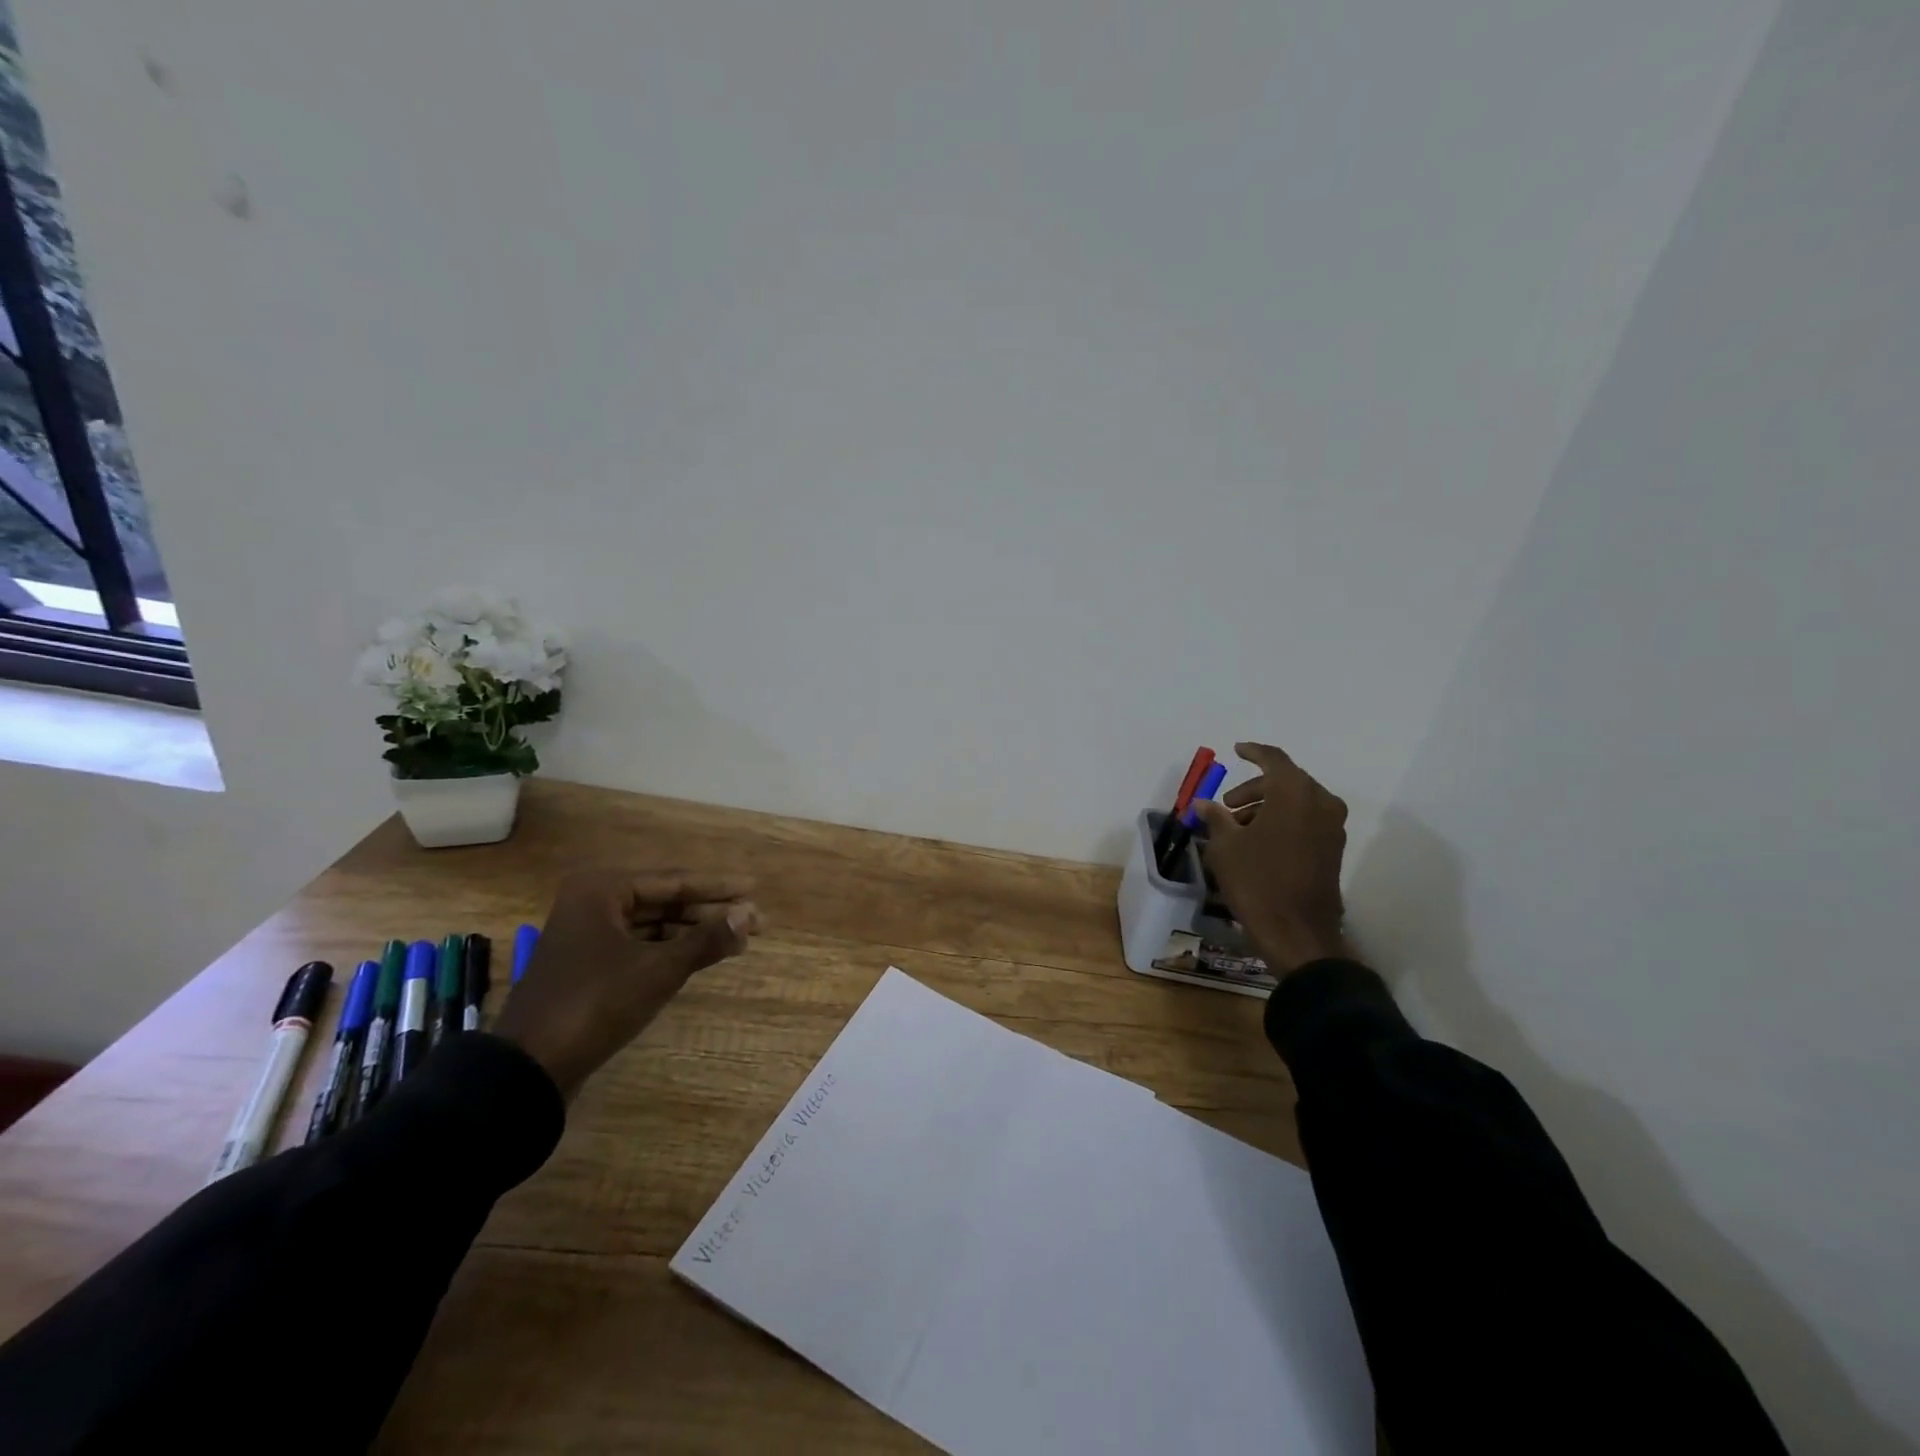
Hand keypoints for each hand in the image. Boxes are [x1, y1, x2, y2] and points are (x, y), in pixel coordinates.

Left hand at [492, 870, 761, 1098]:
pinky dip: (672, 950)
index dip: (718, 888)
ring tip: (737, 941)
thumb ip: (707, 939)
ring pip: (654, 925)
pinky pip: (640, 946)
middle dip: (710, 912)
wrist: (529, 1068)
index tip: (754, 890)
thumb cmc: (596, 1003)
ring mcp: (588, 936)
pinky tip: (702, 957)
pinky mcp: (588, 966)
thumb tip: (750, 916)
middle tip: (753, 922)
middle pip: (665, 901)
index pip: (674, 881)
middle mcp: (592, 903)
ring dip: (694, 932)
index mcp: (602, 889)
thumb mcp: (659, 970)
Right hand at [1192, 743, 1349, 976]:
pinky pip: (1307, 820)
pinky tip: (1259, 841)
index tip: (1236, 750)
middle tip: (1227, 805)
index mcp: (1294, 794)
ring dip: (1268, 806)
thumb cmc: (1257, 882)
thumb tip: (1204, 804)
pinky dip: (1284, 820)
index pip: (1274, 759)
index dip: (1253, 752)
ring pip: (1297, 801)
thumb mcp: (1225, 847)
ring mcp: (1332, 828)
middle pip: (1287, 780)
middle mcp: (1320, 803)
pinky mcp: (1333, 850)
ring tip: (1238, 828)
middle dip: (1255, 787)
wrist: (1297, 933)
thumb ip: (1215, 818)